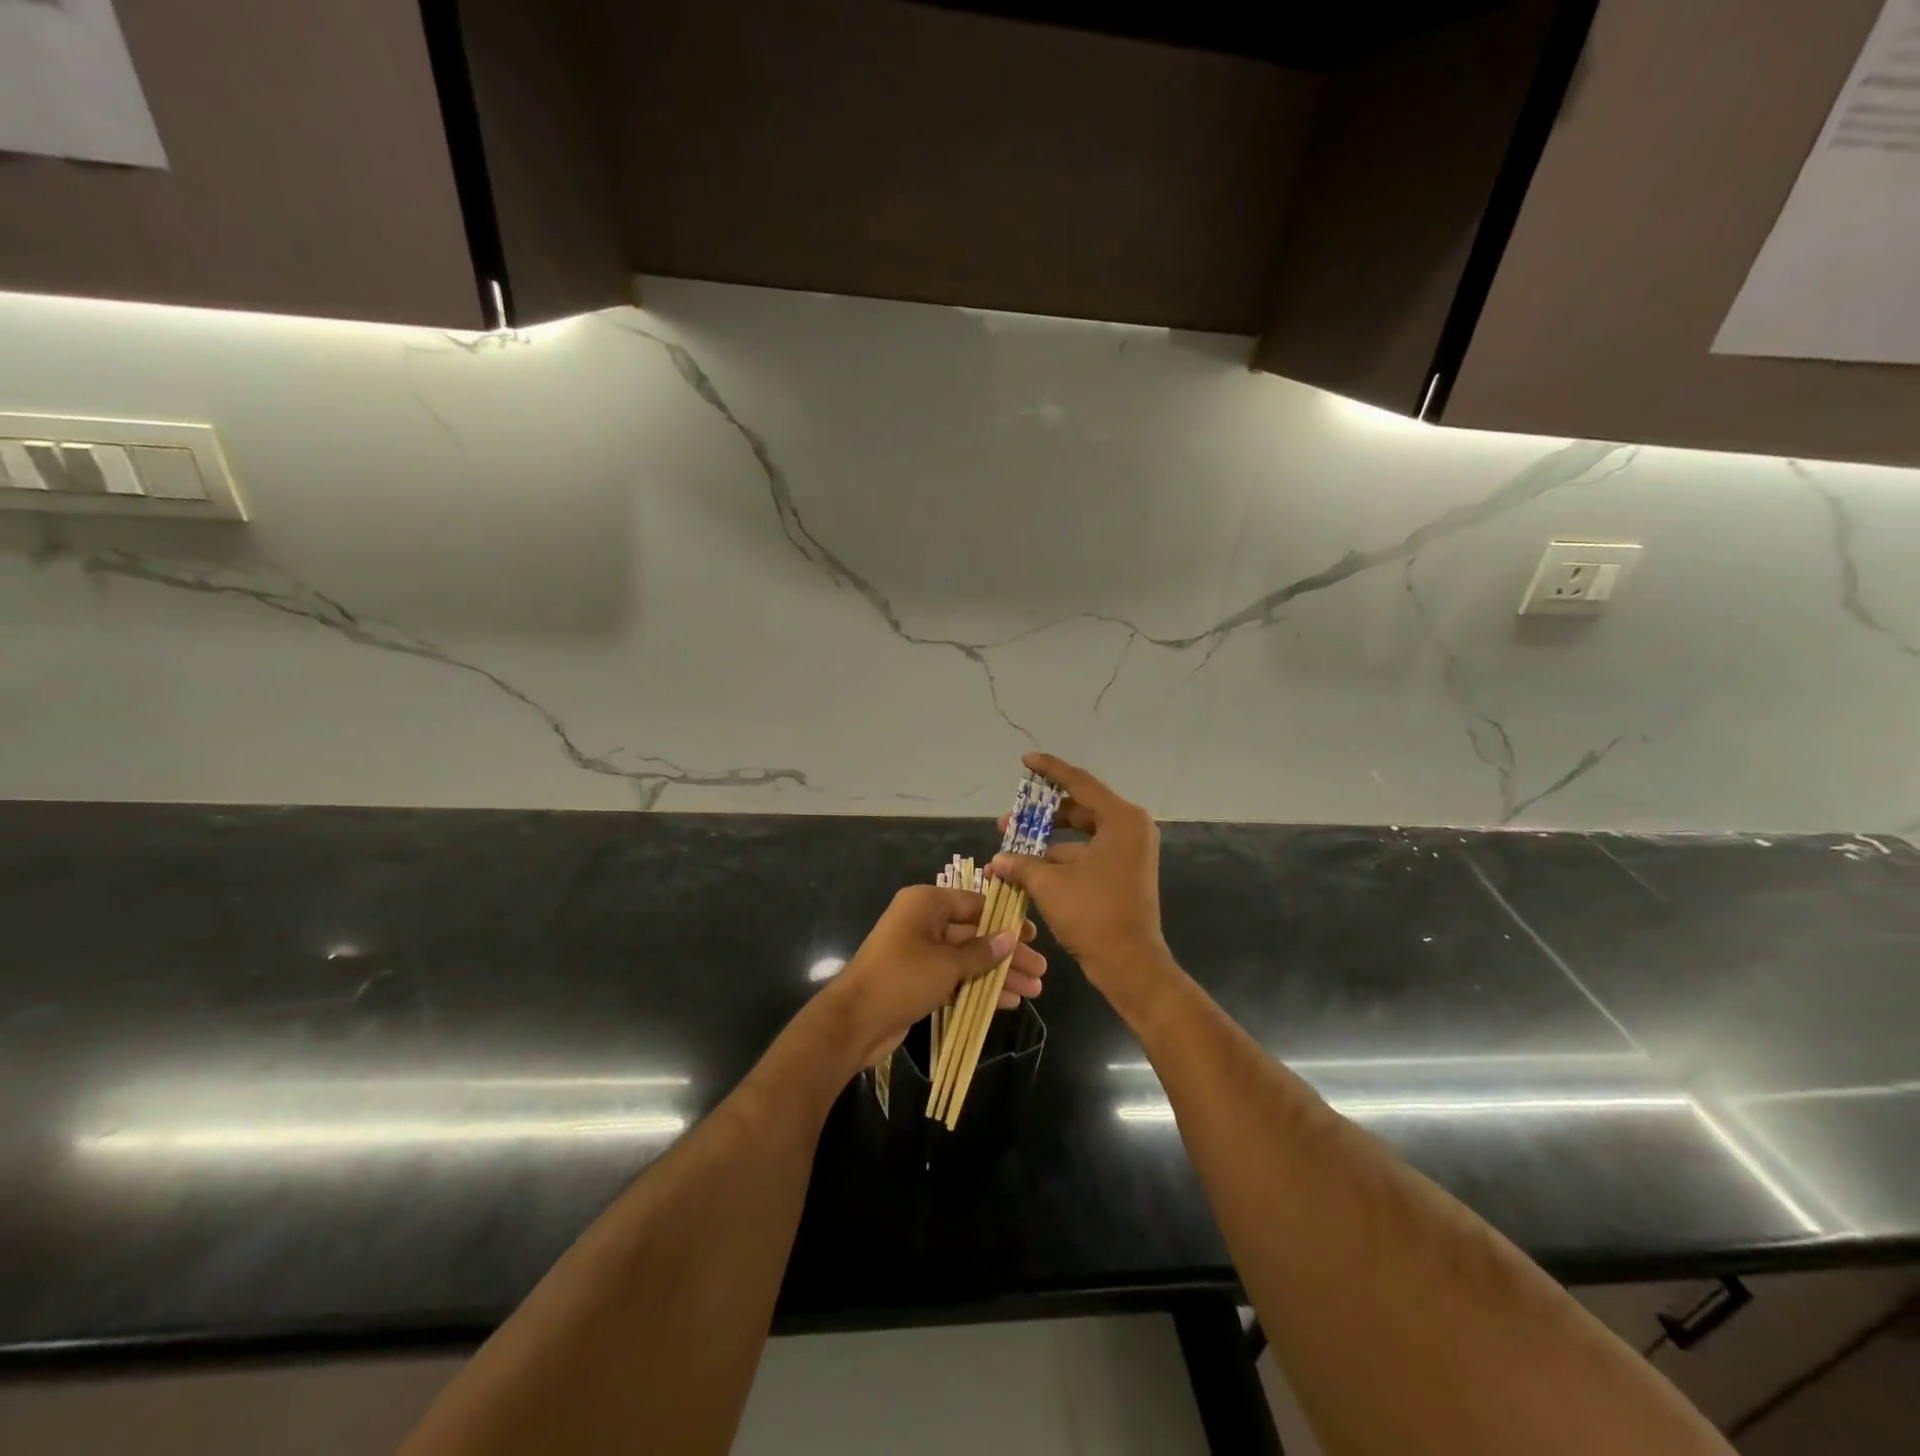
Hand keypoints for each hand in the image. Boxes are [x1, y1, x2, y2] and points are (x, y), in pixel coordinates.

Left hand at [821, 885, 1045, 1069]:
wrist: (855, 1021)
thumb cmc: (902, 978)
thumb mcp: (947, 964)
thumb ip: (982, 952)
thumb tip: (1011, 938)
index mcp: (926, 903)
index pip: (975, 904)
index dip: (1006, 920)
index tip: (1034, 936)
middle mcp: (923, 922)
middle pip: (975, 933)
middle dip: (1007, 954)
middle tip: (1040, 970)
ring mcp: (920, 952)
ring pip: (968, 959)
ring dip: (998, 974)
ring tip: (1033, 991)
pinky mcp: (919, 980)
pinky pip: (956, 978)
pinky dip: (979, 988)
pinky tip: (1008, 1002)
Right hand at [990, 752, 1172, 1015]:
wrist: (1130, 965)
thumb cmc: (1094, 915)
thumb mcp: (1050, 884)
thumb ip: (1021, 864)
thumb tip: (996, 860)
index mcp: (1121, 820)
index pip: (1079, 783)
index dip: (1050, 770)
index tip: (1025, 760)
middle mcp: (1130, 829)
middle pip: (1078, 809)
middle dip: (1040, 816)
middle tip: (1008, 820)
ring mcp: (1128, 852)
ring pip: (1080, 834)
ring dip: (1046, 841)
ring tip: (1010, 848)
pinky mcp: (1122, 872)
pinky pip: (1086, 854)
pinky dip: (1059, 859)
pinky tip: (1027, 870)